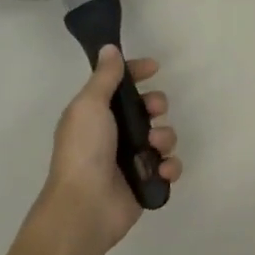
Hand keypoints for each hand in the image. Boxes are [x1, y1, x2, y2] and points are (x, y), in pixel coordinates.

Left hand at [36, 46, 181, 254]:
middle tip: (154, 111)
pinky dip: (170, 166)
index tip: (154, 68)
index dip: (137, 73)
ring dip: (165, 137)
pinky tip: (161, 170)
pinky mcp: (147, 182)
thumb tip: (110, 49)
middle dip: (157, 105)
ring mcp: (132, 159)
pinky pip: (169, 166)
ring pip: (163, 136)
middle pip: (148, 109)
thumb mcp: (89, 105)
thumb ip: (104, 77)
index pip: (121, 86)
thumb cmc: (84, 150)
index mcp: (96, 114)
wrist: (85, 205)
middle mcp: (115, 134)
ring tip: (154, 147)